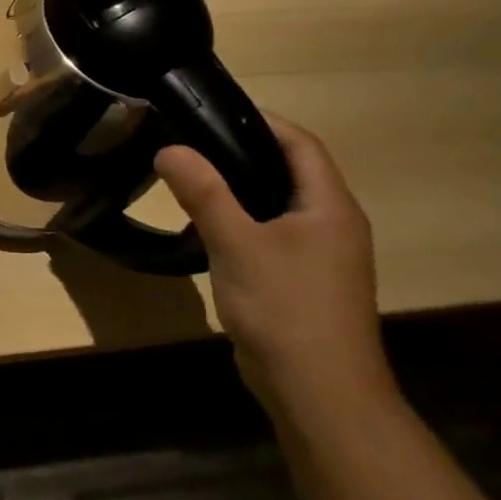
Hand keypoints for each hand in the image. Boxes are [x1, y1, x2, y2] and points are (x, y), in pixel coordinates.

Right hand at [155, 116, 392, 422]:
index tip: (211, 108)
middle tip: (188, 137)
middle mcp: (332, 225)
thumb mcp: (237, 243)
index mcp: (329, 207)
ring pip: (277, 203)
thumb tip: (169, 147)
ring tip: (189, 173)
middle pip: (290, 170)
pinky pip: (270, 232)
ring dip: (239, 184)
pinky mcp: (300, 279)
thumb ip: (204, 192)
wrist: (317, 390)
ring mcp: (319, 256)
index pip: (301, 145)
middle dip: (243, 149)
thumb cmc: (285, 307)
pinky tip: (204, 223)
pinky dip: (240, 217)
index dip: (262, 121)